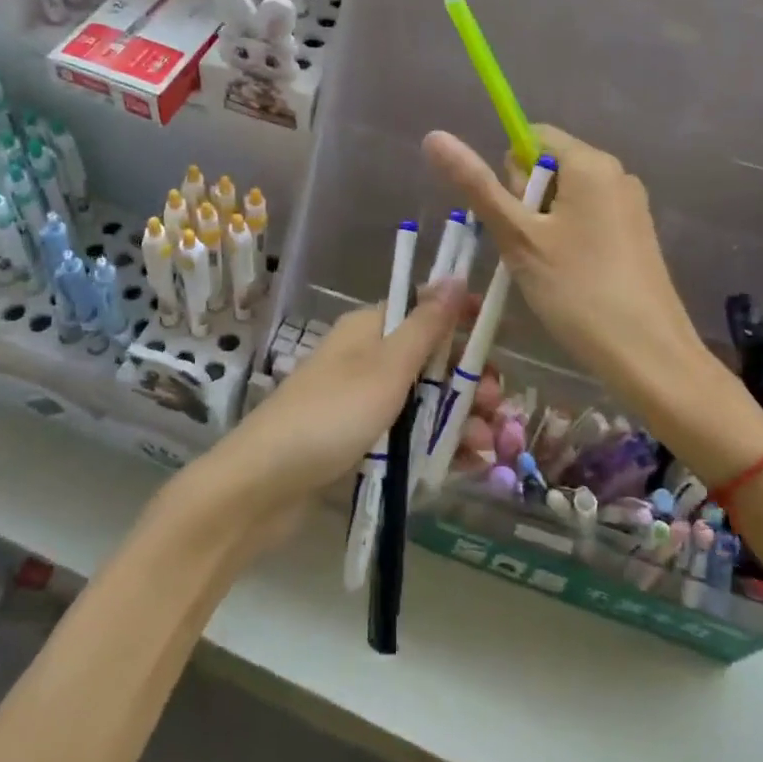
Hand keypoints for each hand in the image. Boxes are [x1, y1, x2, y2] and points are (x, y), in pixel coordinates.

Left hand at [192, 285, 468, 548]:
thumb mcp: (386, 367)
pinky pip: (407, 436)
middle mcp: (367, 359)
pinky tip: (465, 465)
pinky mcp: (358, 442)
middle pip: (429, 361)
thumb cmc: (331, 415)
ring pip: (423, 402)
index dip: (462, 321)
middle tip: (495, 408)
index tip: (500, 336)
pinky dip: (435, 445)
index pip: (424, 310)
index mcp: (370, 330)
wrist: (262, 486)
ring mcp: (361, 402)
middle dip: (466, 382)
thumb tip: (453, 275)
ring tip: (484, 447)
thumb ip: (425, 326)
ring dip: (458, 419)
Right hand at [422, 126, 762, 475]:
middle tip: (528, 248)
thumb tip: (434, 136)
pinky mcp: (636, 235)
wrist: (650, 357)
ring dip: (542, 224)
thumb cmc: (578, 290)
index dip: (510, 173)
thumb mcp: (518, 237)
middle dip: (525, 201)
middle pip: (549, 166)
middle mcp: (616, 174)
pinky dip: (566, 239)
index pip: (532, 137)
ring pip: (565, 197)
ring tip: (546, 268)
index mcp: (591, 163)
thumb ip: (476, 185)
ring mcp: (630, 205)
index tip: (513, 217)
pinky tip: (568, 277)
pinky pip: (586, 218)